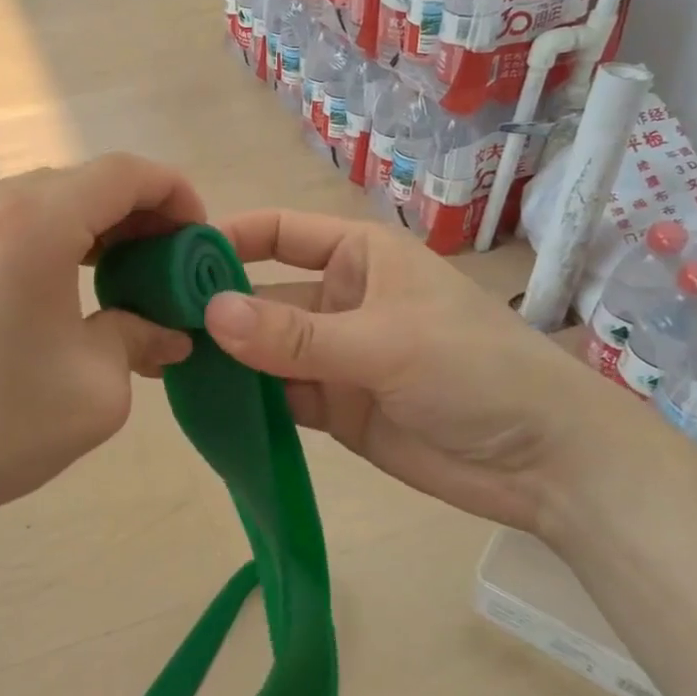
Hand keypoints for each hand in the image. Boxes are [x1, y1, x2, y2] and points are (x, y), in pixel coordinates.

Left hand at [0, 155, 203, 544]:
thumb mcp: (97, 388)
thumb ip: (141, 337)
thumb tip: (170, 331)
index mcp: (32, 223)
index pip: (123, 173)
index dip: (173, 193)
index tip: (197, 237)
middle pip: (83, 182)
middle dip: (136, 215)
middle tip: (166, 266)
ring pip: (44, 198)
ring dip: (91, 226)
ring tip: (120, 277)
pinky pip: (7, 219)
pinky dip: (49, 237)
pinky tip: (62, 285)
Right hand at [201, 209, 646, 532]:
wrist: (546, 463)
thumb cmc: (475, 370)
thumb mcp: (384, 342)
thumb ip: (295, 334)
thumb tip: (209, 313)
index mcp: (357, 256)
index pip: (277, 232)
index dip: (226, 239)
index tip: (169, 257)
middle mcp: (338, 298)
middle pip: (262, 292)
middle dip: (214, 304)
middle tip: (150, 318)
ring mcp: (333, 355)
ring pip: (263, 347)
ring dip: (224, 354)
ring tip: (163, 360)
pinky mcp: (333, 407)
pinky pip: (277, 394)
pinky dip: (246, 397)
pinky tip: (204, 401)